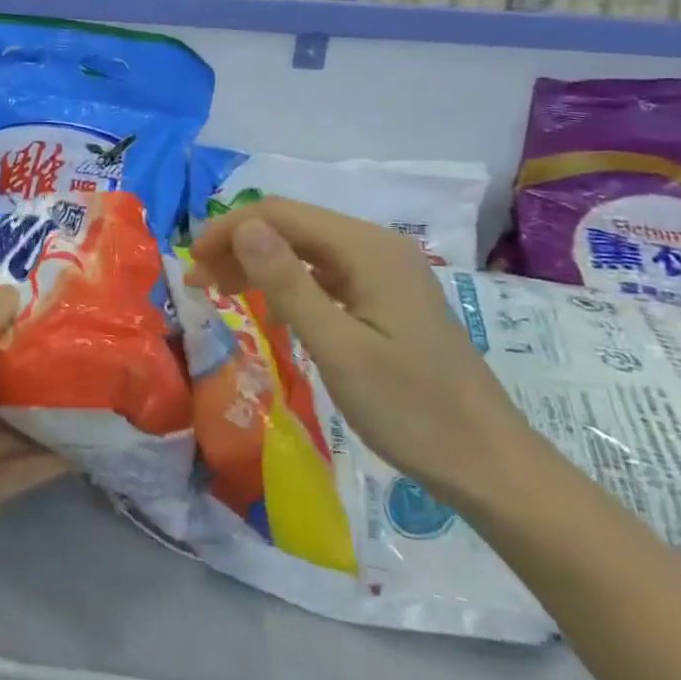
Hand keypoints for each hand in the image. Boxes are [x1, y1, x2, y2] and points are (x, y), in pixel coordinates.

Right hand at [185, 198, 545, 513]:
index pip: (280, 214)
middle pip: (292, 226)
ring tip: (219, 290)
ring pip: (305, 248)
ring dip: (258, 262)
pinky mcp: (385, 297)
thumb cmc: (412, 410)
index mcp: (368, 249)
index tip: (191, 264)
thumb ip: (287, 283)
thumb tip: (242, 227)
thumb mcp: (338, 349)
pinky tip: (267, 303)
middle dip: (238, 244)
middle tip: (197, 282)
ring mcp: (384, 271)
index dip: (229, 229)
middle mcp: (376, 247)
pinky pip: (324, 272)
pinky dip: (286, 281)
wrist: (489, 465)